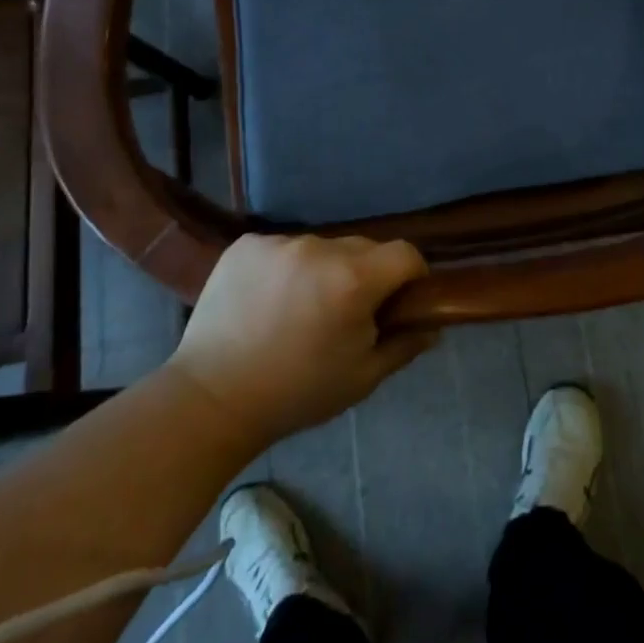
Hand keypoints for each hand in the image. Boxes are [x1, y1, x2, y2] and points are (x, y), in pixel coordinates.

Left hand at [171, 234, 437, 446]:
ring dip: (324, 270)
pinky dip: (286, 268)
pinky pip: (284, 248)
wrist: (211, 399)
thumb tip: (433, 326)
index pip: (405, 254)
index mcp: (353, 280)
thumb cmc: (296, 393)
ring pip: (322, 248)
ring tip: (301, 309)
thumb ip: (404, 345)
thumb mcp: (362, 378)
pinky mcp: (246, 244)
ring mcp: (279, 242)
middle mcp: (319, 248)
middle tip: (348, 314)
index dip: (412, 276)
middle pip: (363, 248)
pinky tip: (268, 301)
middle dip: (367, 275)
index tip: (401, 302)